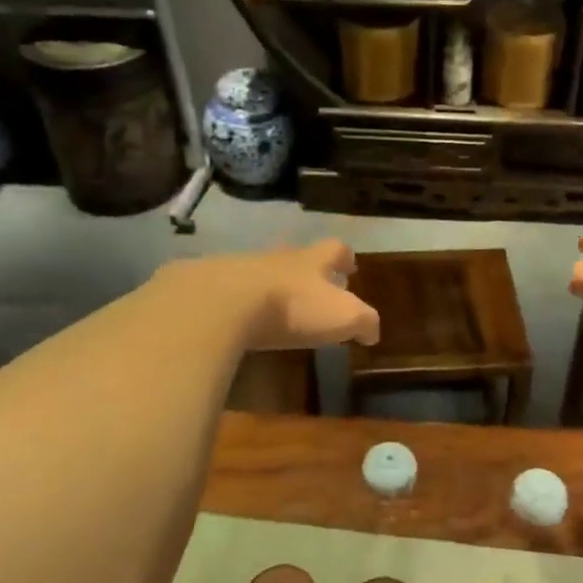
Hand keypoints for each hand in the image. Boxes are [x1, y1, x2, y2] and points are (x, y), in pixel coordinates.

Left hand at [161, 241, 378, 349]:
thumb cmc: (292, 307)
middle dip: (307, 270)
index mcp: (311, 261)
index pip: (335, 249)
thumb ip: (363, 322)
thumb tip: (373, 332)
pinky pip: (231, 290)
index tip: (351, 266)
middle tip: (315, 286)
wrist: (223, 302)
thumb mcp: (342, 316)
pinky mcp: (210, 286)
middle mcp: (278, 258)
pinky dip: (240, 302)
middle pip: (296, 257)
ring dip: (272, 286)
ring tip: (276, 306)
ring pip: (263, 271)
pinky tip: (240, 319)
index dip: (345, 257)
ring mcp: (241, 268)